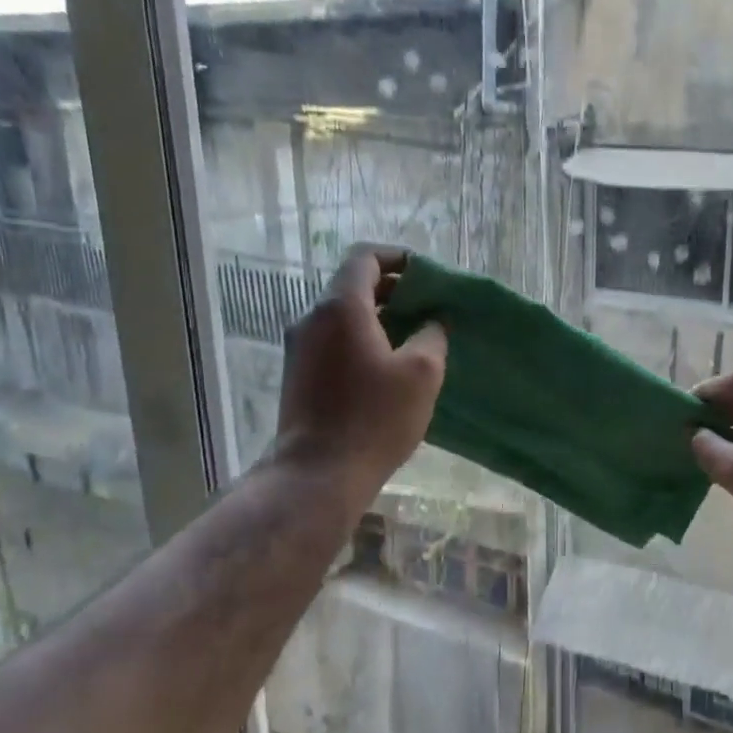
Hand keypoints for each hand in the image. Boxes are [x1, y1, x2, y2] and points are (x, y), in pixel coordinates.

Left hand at [268, 246, 446, 487]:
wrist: (317, 474)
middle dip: (394, 290)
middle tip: (429, 308)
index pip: (365, 258)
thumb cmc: (374, 418)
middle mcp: (313, 319)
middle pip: (353, 286)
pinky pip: (335, 341)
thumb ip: (432, 336)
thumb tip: (432, 321)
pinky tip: (389, 368)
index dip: (397, 258)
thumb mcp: (422, 373)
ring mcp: (301, 348)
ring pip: (344, 316)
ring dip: (379, 318)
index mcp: (342, 308)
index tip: (426, 274)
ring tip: (415, 339)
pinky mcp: (299, 375)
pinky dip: (363, 340)